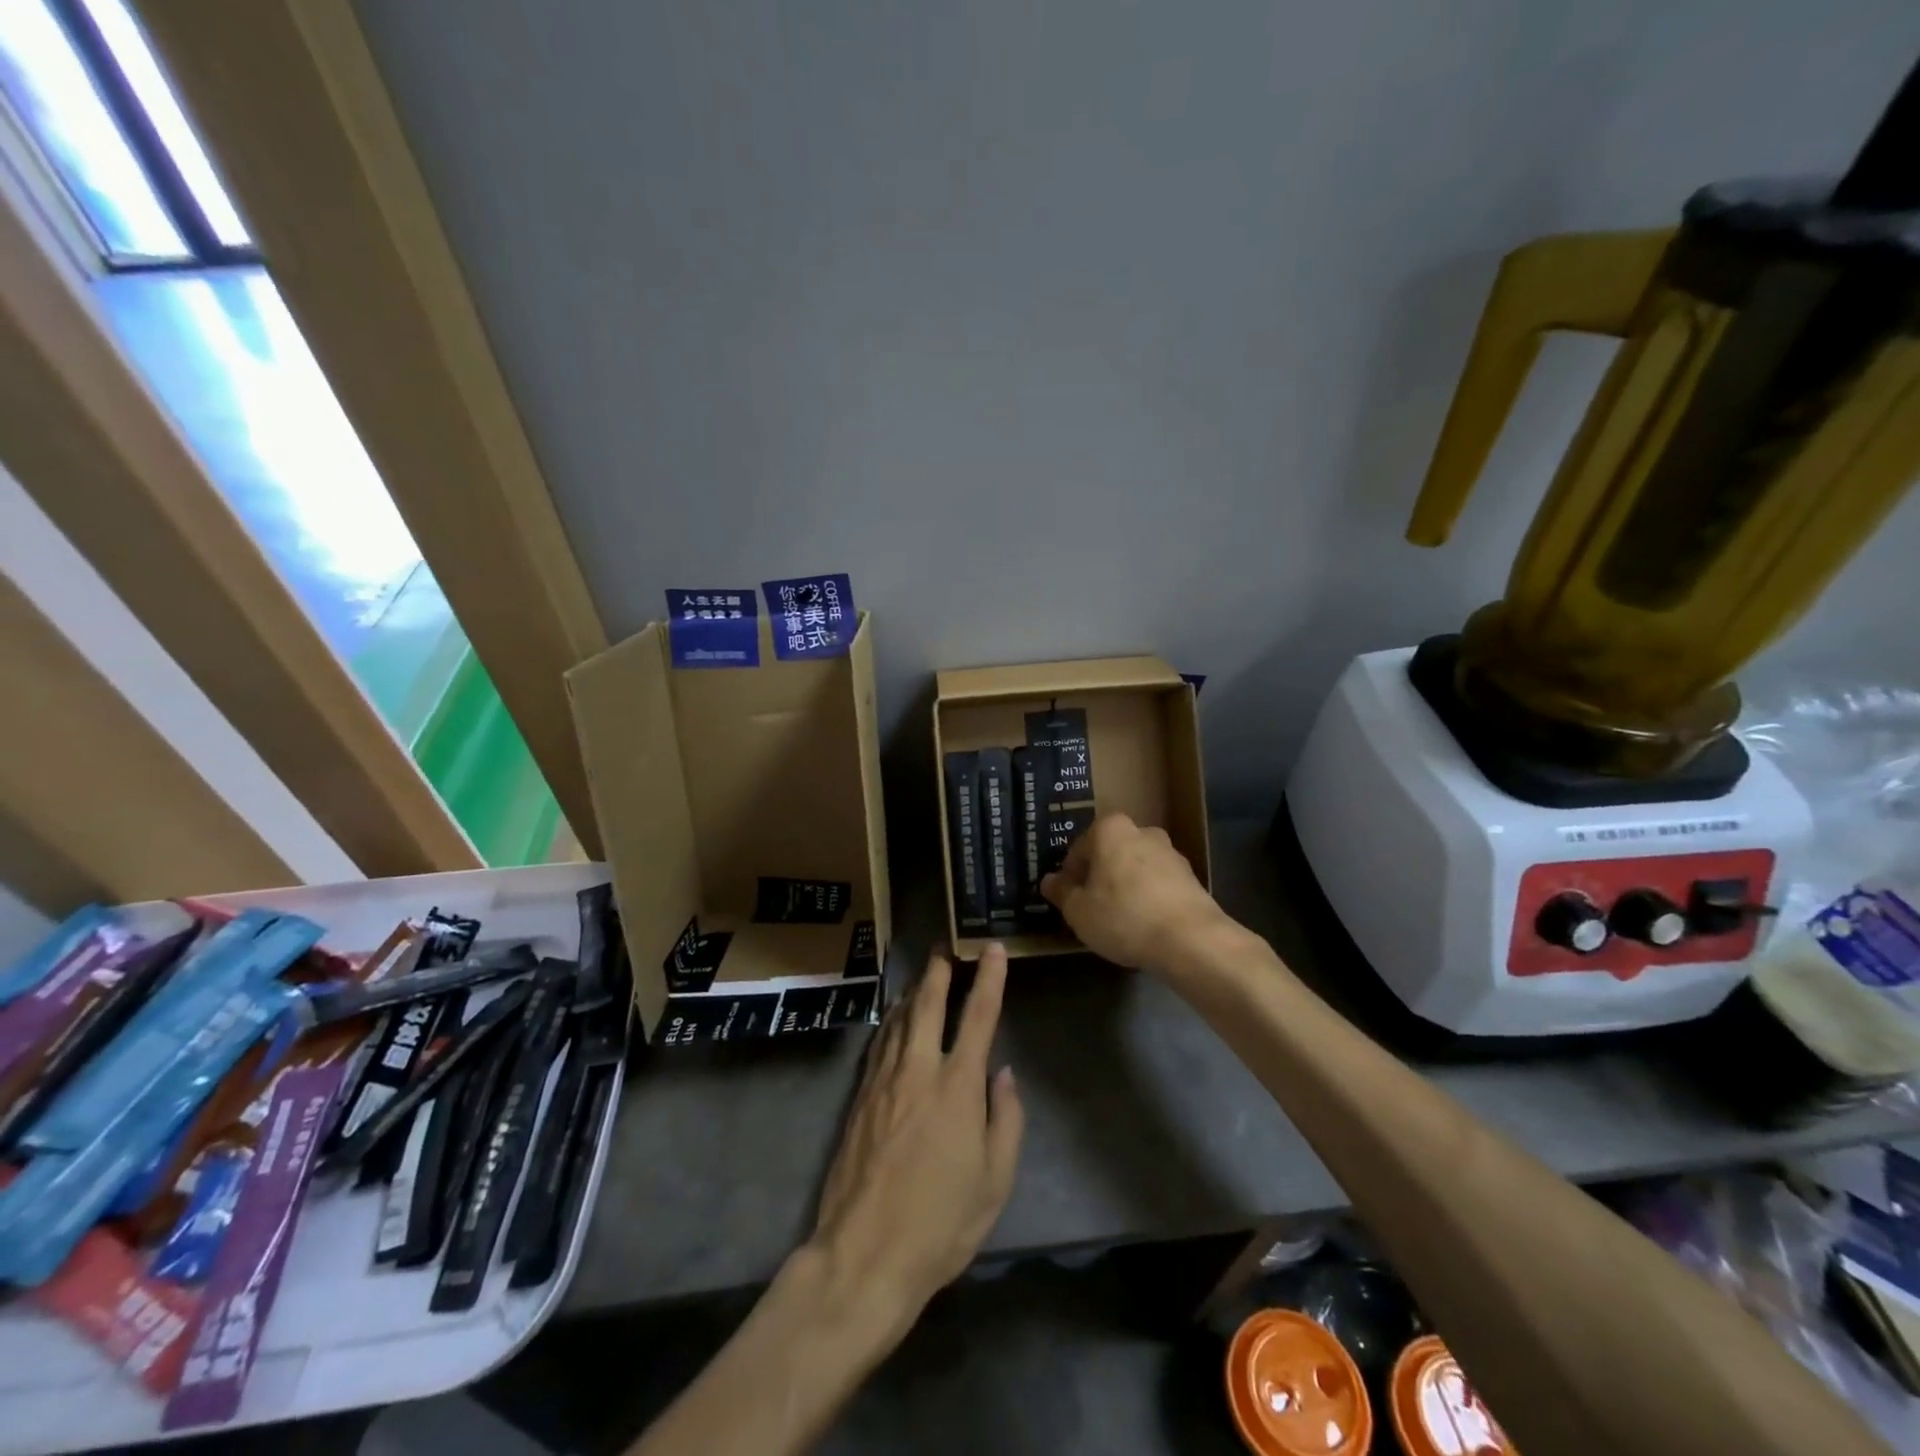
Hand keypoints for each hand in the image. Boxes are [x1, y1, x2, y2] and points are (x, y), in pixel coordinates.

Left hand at [809, 946, 1024, 1331]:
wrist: (863, 1255)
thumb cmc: (940, 1224)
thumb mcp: (994, 1182)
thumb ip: (1006, 1120)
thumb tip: (1004, 1074)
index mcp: (958, 1088)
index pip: (978, 1017)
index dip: (989, 978)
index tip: (992, 948)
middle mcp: (919, 1071)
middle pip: (927, 1005)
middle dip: (938, 972)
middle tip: (943, 948)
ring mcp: (883, 1082)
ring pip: (898, 1020)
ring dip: (912, 992)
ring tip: (921, 976)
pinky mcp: (859, 1098)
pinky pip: (879, 1044)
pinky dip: (889, 1022)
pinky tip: (892, 1020)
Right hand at [1041, 812, 1228, 971]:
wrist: (1191, 940)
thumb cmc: (1123, 917)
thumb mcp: (1079, 911)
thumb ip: (1061, 892)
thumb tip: (1049, 881)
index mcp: (1110, 830)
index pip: (1079, 848)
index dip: (1069, 875)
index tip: (1068, 898)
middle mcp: (1142, 831)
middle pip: (1110, 853)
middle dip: (1099, 875)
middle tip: (1091, 907)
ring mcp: (1171, 853)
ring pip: (1136, 867)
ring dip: (1125, 885)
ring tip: (1119, 918)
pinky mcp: (1191, 877)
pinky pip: (1158, 883)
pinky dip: (1148, 897)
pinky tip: (1144, 924)